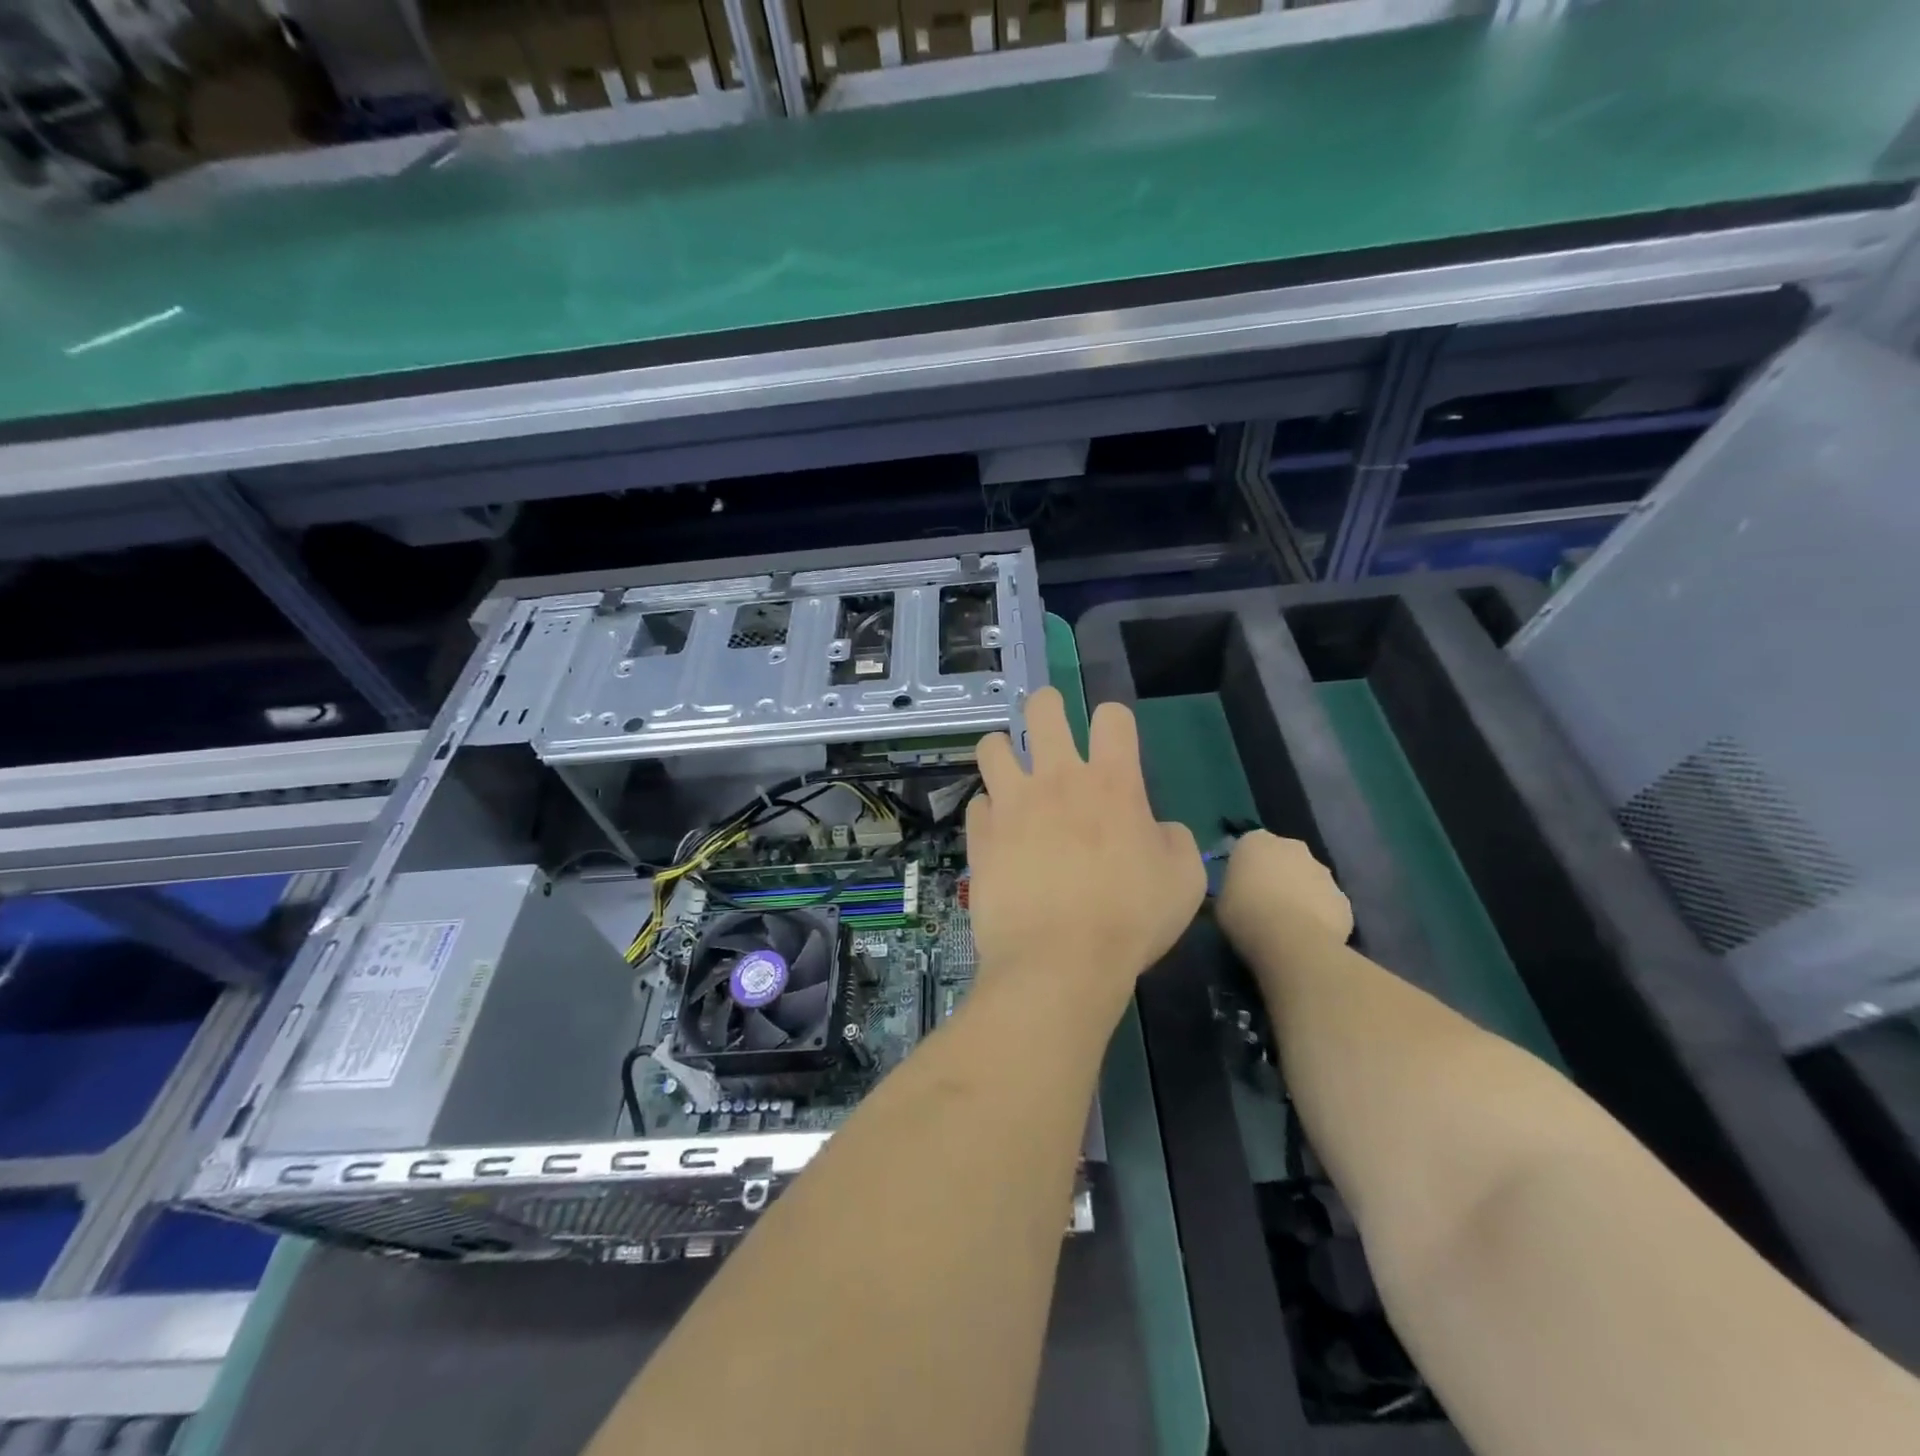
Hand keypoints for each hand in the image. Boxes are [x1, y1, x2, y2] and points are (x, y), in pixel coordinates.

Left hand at [967, 689, 1204, 1014]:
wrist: (1058, 963)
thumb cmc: (1130, 921)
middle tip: (1049, 722)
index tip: (1112, 740)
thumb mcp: (1183, 880)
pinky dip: (989, 811)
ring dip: (1003, 751)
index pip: (1112, 717)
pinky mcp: (981, 834)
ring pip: (993, 746)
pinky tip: (998, 830)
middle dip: (1047, 705)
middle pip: (1043, 710)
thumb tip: (1154, 829)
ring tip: (1011, 770)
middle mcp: (1057, 779)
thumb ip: (1173, 840)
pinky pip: (978, 803)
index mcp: (1111, 783)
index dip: (1114, 721)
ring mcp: (1012, 804)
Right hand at [1216, 831, 1353, 958]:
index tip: (1241, 887)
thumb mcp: (1221, 901)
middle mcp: (1292, 847)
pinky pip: (1326, 903)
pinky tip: (1309, 935)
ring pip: (1309, 879)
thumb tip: (1240, 893)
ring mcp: (1323, 871)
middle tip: (1265, 902)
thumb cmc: (1245, 915)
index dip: (1247, 867)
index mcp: (1256, 841)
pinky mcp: (1343, 898)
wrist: (1291, 941)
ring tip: (1289, 923)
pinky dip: (1319, 914)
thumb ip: (1233, 889)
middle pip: (1284, 857)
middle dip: (1278, 874)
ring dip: (1301, 893)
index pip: (1250, 846)